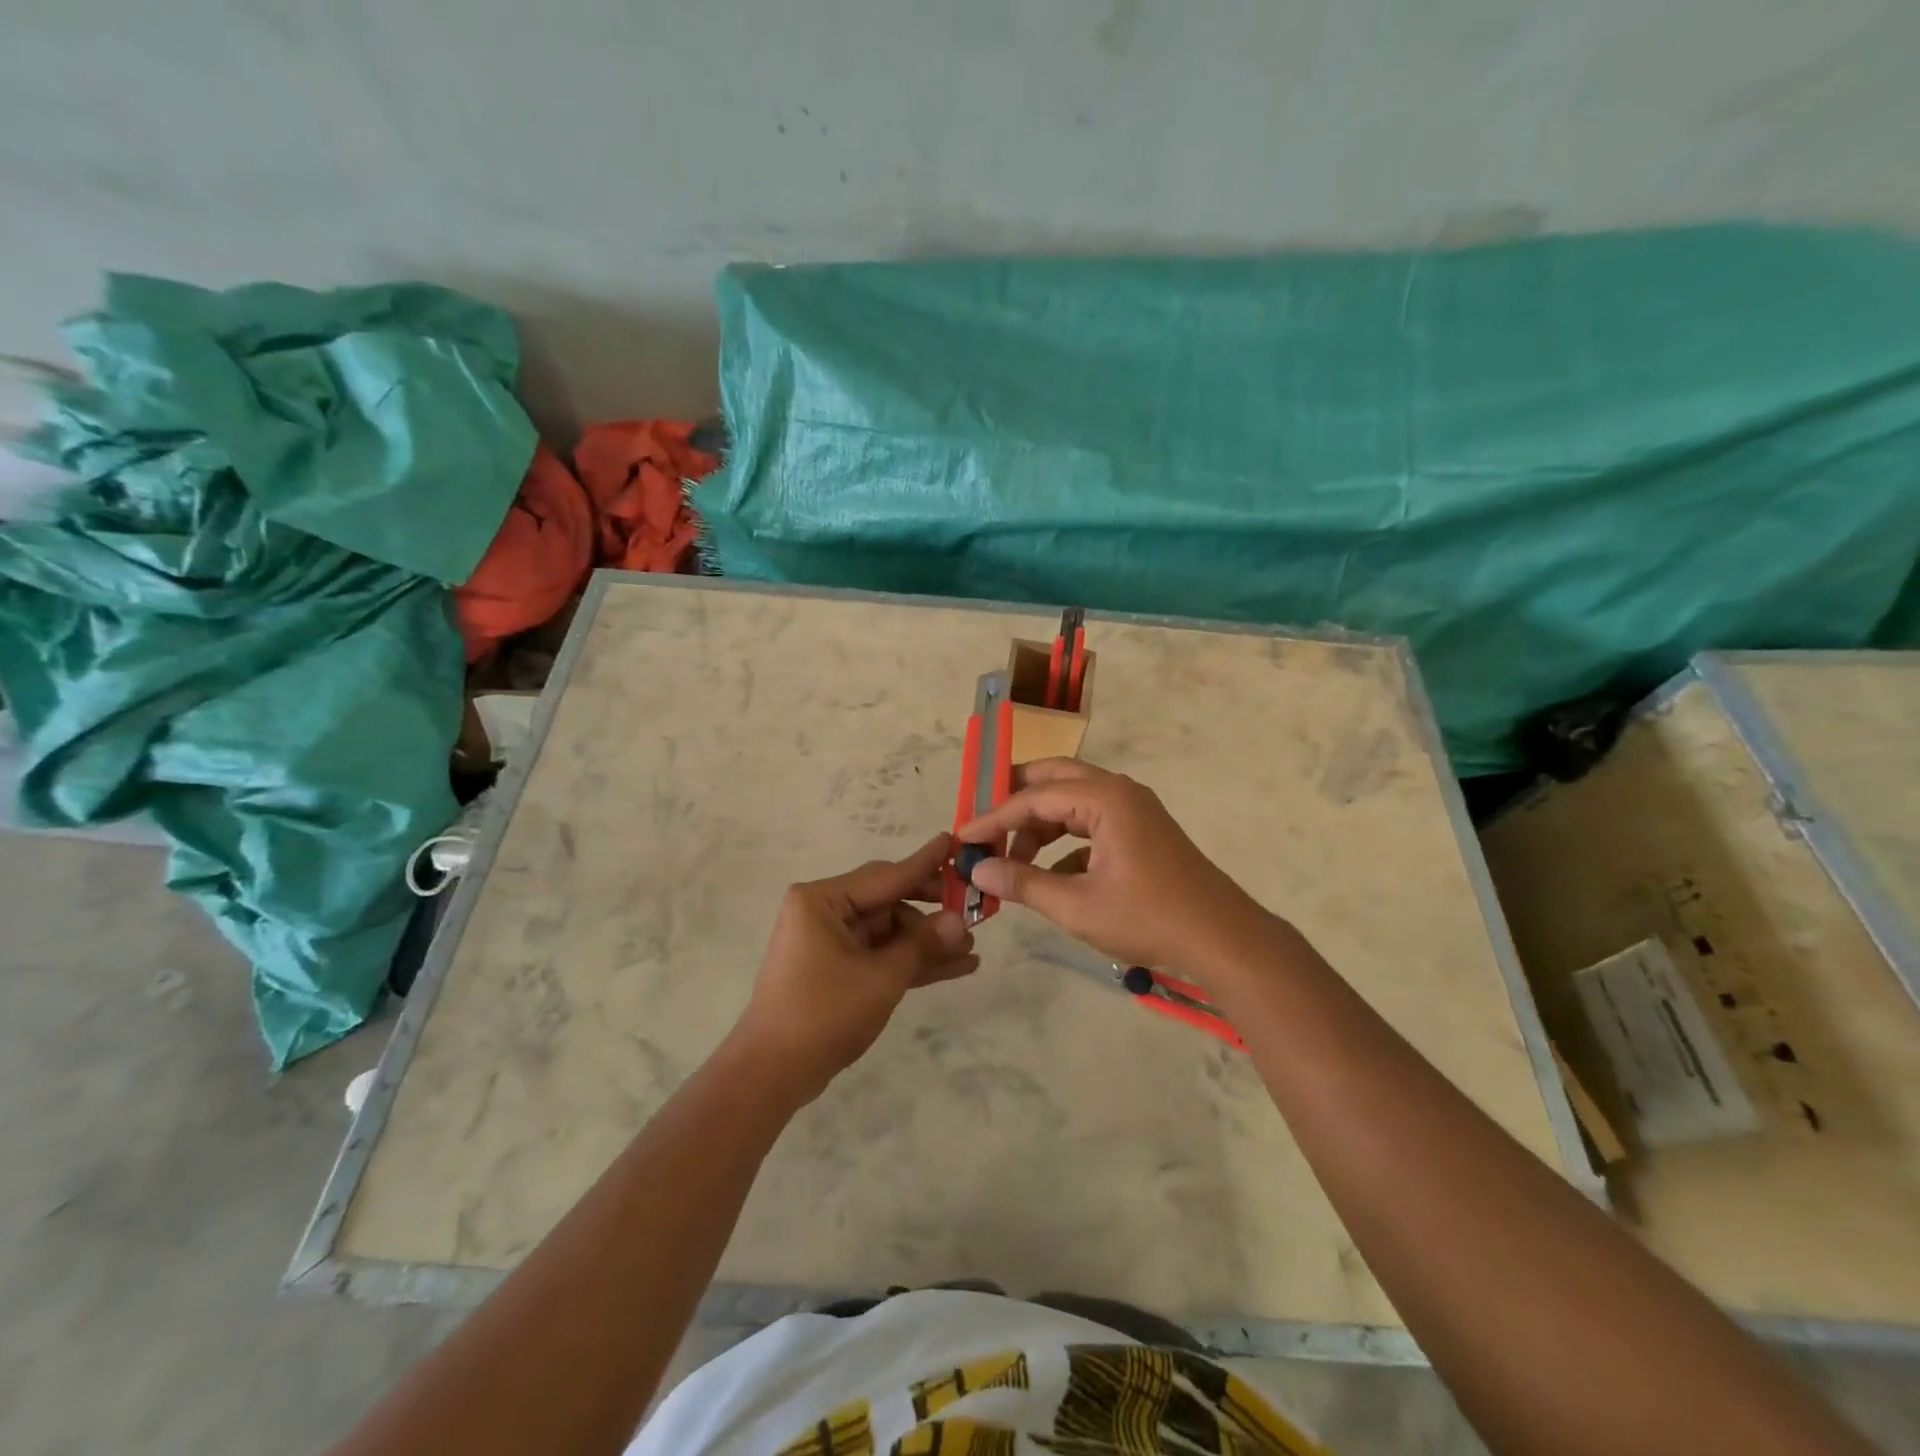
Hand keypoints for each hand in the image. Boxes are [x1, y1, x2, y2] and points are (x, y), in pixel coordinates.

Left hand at [733, 832, 977, 1102]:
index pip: (887, 875)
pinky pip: (881, 955)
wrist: (772, 1074)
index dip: (926, 863)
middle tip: (974, 908)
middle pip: (889, 901)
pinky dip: (911, 962)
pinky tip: (955, 967)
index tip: (955, 842)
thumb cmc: (823, 1013)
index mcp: (823, 900)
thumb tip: (960, 921)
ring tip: (972, 948)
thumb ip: (922, 945)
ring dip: (927, 942)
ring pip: (889, 931)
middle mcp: (824, 912)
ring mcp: (830, 942)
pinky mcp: (837, 969)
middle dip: (932, 912)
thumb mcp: (881, 978)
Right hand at [956, 759, 1266, 970]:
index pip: (1033, 798)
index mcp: (1104, 798)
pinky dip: (1064, 841)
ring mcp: (1133, 809)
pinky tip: (1050, 875)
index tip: (962, 838)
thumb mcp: (1077, 906)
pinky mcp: (1141, 830)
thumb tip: (976, 870)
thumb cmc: (1148, 918)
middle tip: (983, 826)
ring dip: (1040, 824)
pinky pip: (1091, 822)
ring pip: (1072, 800)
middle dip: (1015, 801)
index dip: (993, 818)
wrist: (1222, 939)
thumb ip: (1023, 883)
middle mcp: (1118, 791)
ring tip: (1013, 860)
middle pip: (1053, 779)